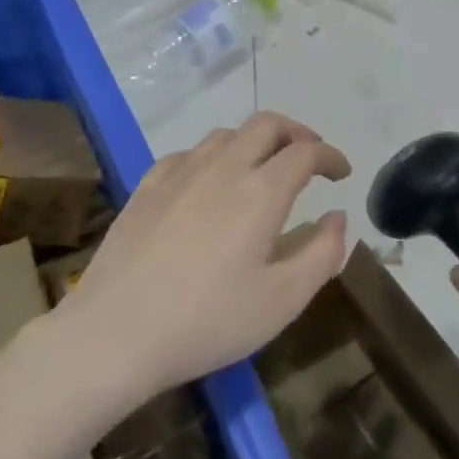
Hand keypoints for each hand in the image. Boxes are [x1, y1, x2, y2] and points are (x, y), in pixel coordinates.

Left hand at [55, 112, 350, 402]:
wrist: (116, 333)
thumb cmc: (209, 321)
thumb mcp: (284, 300)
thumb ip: (323, 253)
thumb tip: (336, 217)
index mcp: (260, 192)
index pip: (305, 152)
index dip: (330, 156)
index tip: (342, 173)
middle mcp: (221, 168)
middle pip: (265, 125)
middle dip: (296, 133)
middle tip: (309, 157)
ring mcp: (177, 174)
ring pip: (224, 135)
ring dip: (254, 142)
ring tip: (262, 170)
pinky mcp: (145, 188)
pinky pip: (187, 154)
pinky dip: (212, 157)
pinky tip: (208, 183)